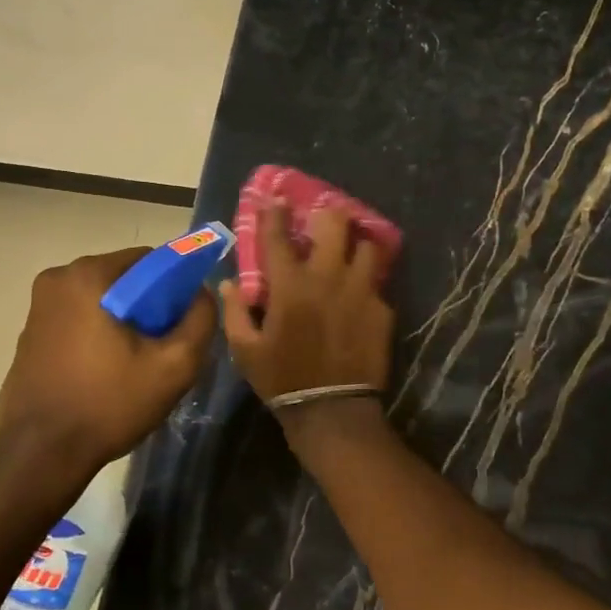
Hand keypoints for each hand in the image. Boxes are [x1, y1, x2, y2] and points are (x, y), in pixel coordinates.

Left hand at [0, 247, 217, 470]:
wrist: (40, 454)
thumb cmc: (109, 404)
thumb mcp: (174, 366)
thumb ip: (200, 320)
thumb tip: (201, 294)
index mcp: (87, 275)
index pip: (149, 260)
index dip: (176, 286)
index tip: (183, 321)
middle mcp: (57, 279)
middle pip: (124, 279)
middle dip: (149, 305)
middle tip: (164, 346)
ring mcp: (38, 307)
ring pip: (102, 300)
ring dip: (124, 321)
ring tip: (137, 363)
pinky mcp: (30, 333)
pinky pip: (79, 319)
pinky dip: (99, 333)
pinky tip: (108, 371)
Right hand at [221, 204, 394, 405]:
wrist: (332, 410)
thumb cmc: (282, 378)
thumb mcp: (245, 351)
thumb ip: (235, 312)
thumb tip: (228, 284)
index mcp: (290, 286)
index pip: (278, 237)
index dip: (274, 213)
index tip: (275, 199)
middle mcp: (328, 279)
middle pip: (336, 225)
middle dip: (329, 215)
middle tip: (325, 221)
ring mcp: (360, 292)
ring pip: (367, 247)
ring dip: (356, 246)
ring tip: (350, 253)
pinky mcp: (382, 310)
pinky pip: (376, 284)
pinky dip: (367, 283)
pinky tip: (360, 295)